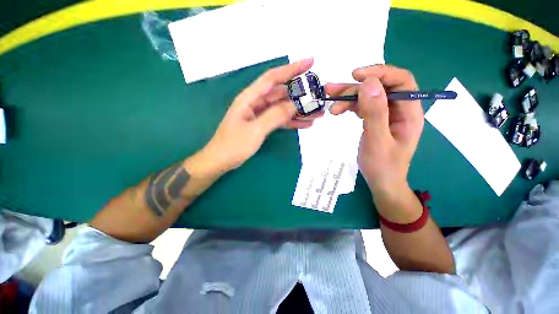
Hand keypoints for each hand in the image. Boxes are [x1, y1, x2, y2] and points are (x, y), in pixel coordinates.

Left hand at [201, 58, 321, 173]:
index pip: (273, 78)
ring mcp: (260, 115)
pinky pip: (280, 120)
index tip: (310, 63)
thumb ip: (274, 116)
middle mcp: (256, 103)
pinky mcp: (262, 125)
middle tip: (318, 98)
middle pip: (281, 94)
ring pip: (283, 108)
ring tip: (317, 114)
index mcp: (250, 98)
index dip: (291, 69)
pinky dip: (292, 121)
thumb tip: (294, 105)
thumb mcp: (255, 130)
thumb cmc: (233, 145)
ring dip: (299, 111)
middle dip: (300, 95)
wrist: (221, 160)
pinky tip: (305, 124)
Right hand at [325, 65, 423, 193]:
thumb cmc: (382, 166)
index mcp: (409, 112)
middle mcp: (399, 110)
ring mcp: (386, 115)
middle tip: (331, 91)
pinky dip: (349, 106)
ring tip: (330, 102)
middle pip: (379, 88)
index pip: (401, 81)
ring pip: (367, 97)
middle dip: (355, 88)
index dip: (380, 73)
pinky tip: (338, 110)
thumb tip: (369, 83)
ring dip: (348, 97)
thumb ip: (375, 113)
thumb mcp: (377, 141)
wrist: (381, 182)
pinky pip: (362, 107)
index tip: (356, 76)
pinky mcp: (375, 120)